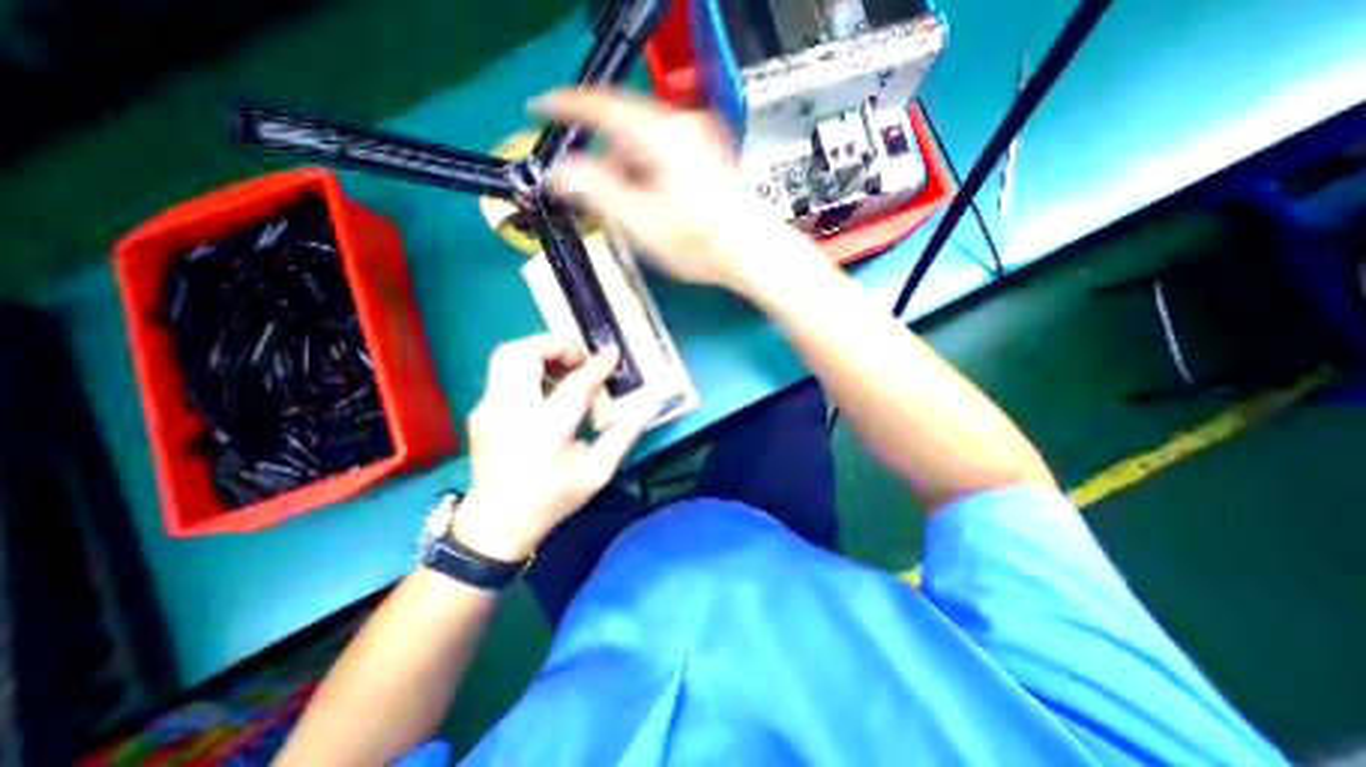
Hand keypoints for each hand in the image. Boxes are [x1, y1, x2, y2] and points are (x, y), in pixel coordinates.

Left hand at [453, 334, 662, 563]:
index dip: (597, 366)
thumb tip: (652, 403)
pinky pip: (503, 372)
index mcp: (546, 431)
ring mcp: (489, 409)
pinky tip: (545, 389)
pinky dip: (526, 368)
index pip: (575, 384)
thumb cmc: (553, 497)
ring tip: (562, 369)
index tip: (612, 354)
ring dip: (538, 352)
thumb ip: (626, 433)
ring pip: (507, 355)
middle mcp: (511, 412)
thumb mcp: (598, 471)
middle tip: (578, 360)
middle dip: (555, 345)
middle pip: (524, 353)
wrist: (497, 523)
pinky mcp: (480, 409)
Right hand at [526, 86, 797, 293]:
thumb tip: (557, 172)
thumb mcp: (638, 220)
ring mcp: (697, 141)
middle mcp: (681, 127)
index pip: (600, 105)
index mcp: (660, 134)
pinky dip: (643, 175)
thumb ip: (594, 191)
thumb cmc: (696, 241)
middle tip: (585, 190)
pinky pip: (661, 157)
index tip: (537, 109)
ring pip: (643, 146)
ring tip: (620, 208)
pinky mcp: (706, 159)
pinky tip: (645, 205)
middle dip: (600, 158)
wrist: (749, 253)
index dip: (564, 107)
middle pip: (623, 129)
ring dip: (622, 171)